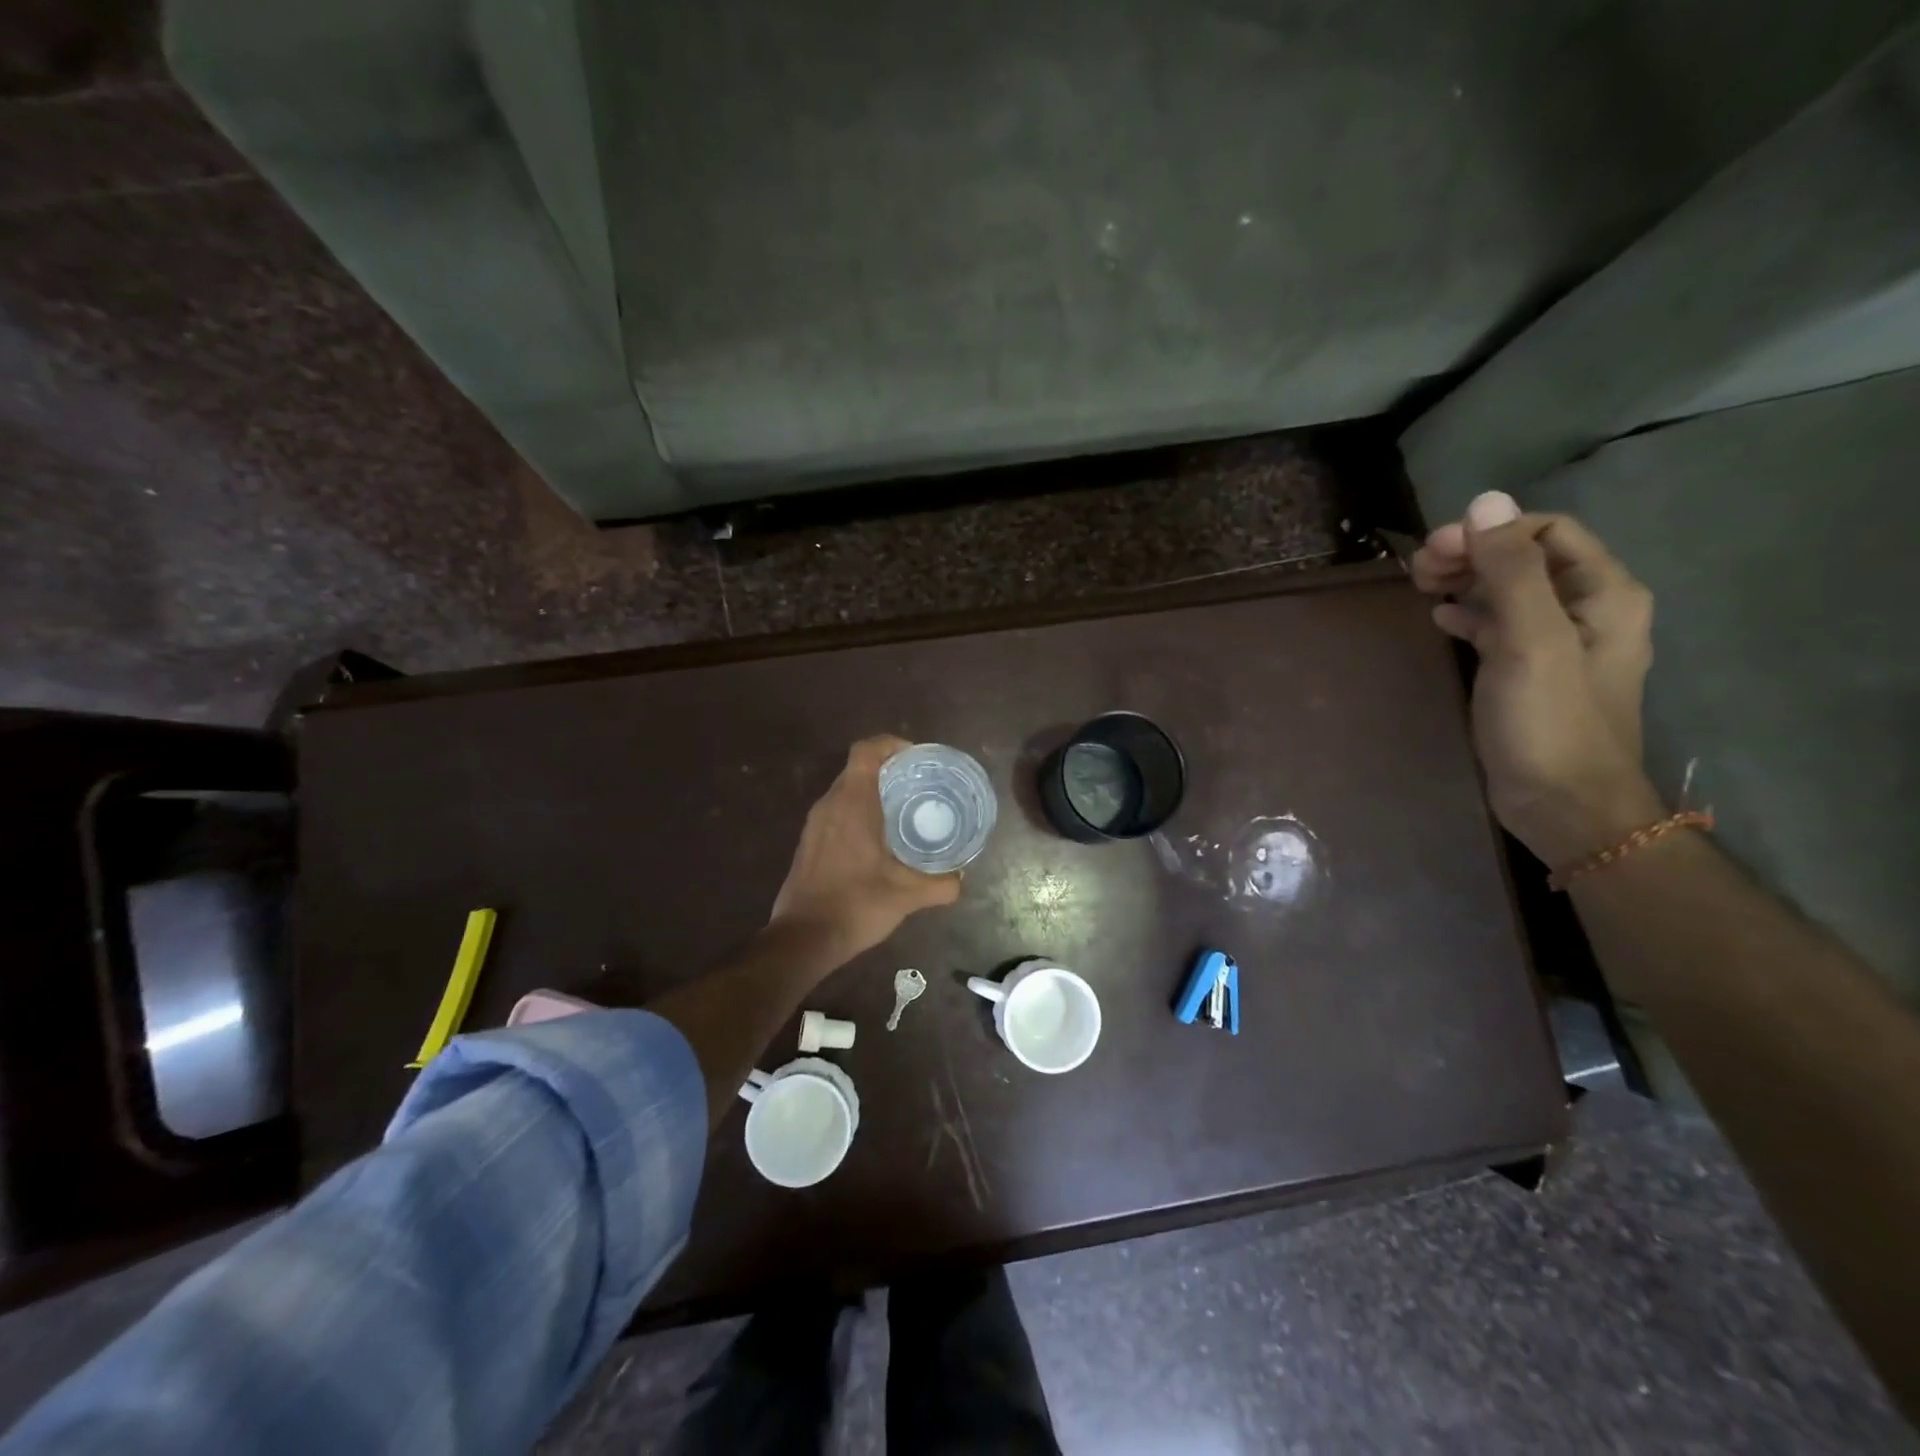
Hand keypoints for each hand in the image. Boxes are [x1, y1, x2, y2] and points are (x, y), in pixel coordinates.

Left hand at [770, 735, 962, 961]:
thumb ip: (940, 884)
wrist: (802, 939)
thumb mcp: (907, 896)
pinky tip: (879, 839)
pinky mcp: (808, 843)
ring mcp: (814, 824)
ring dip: (872, 792)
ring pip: (845, 791)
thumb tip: (960, 878)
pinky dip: (858, 813)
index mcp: (852, 804)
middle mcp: (829, 805)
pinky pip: (837, 812)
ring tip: (904, 810)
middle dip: (889, 770)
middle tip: (920, 785)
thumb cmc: (855, 905)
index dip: (891, 745)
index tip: (917, 758)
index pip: (866, 751)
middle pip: (858, 769)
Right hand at [1410, 491, 1665, 868]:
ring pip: (1509, 591)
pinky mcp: (1529, 672)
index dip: (1490, 532)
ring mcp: (1557, 643)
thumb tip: (1484, 501)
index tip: (1435, 550)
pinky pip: (1499, 625)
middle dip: (1472, 553)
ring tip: (1420, 587)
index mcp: (1603, 594)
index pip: (1547, 531)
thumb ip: (1511, 570)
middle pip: (1526, 558)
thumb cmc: (1550, 721)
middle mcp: (1587, 610)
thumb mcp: (1530, 639)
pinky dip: (1469, 614)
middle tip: (1418, 568)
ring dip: (1466, 581)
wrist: (1563, 805)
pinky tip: (1440, 619)